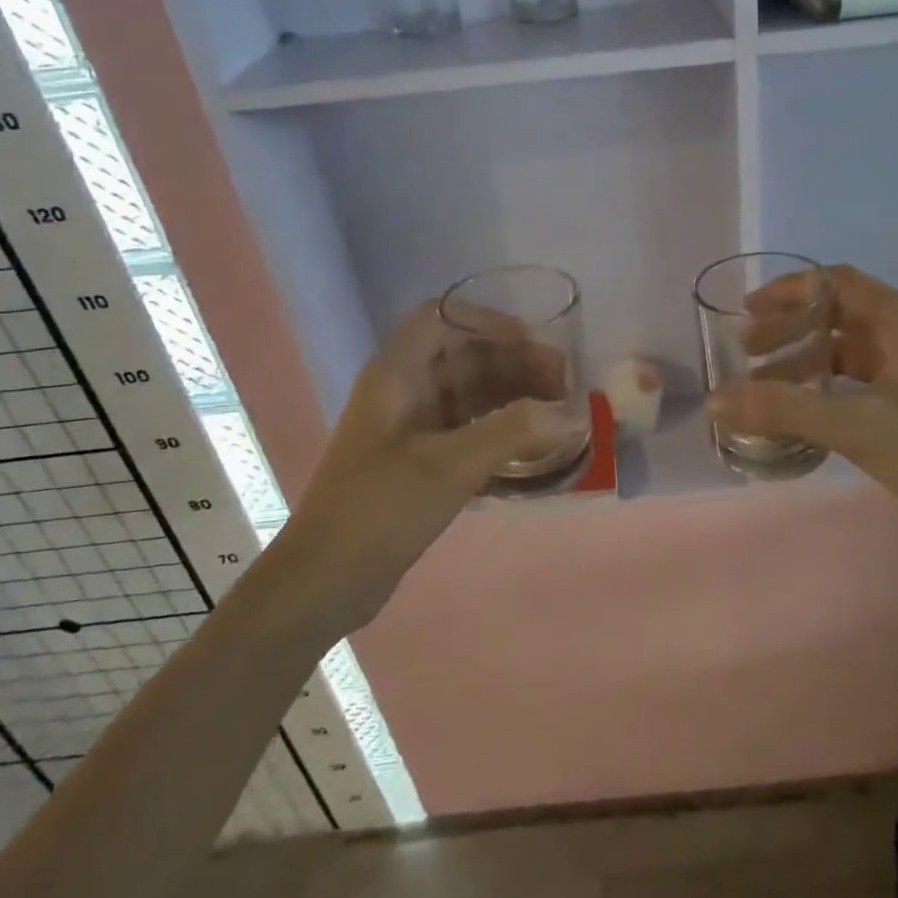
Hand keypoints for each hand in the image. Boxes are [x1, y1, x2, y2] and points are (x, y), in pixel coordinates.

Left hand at [278, 301, 565, 627]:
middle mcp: (404, 390)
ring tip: (558, 413)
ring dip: (513, 396)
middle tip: (563, 383)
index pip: (442, 318)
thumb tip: (573, 415)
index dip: (488, 322)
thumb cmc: (380, 508)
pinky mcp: (420, 459)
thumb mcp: (450, 465)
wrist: (324, 580)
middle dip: (514, 363)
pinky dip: (501, 429)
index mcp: (397, 373)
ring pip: (470, 393)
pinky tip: (533, 445)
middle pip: (464, 356)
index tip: (533, 342)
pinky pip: (469, 428)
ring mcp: (411, 426)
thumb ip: (514, 432)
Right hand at [707, 265, 897, 569]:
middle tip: (747, 354)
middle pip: (836, 317)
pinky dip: (822, 391)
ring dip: (802, 364)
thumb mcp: (855, 424)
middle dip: (788, 330)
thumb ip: (783, 409)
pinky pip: (855, 384)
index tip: (749, 311)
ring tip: (761, 388)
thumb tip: (715, 400)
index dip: (790, 290)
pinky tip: (797, 413)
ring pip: (844, 353)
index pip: (837, 282)